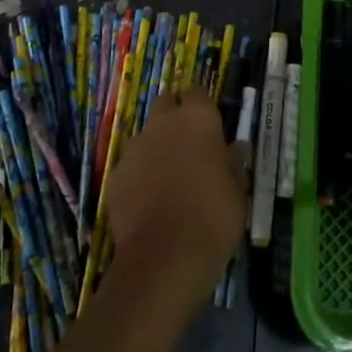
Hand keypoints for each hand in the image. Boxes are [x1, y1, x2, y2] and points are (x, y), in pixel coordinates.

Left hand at [105, 93, 245, 312]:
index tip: (209, 126)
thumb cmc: (213, 217)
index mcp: (198, 119)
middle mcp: (163, 123)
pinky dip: (138, 178)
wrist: (164, 258)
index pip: (197, 93)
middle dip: (174, 118)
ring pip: (145, 137)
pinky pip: (130, 168)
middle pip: (166, 104)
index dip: (202, 107)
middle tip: (188, 147)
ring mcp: (134, 148)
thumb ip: (232, 163)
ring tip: (167, 181)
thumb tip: (234, 149)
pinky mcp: (114, 176)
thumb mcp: (237, 190)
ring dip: (155, 149)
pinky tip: (148, 204)